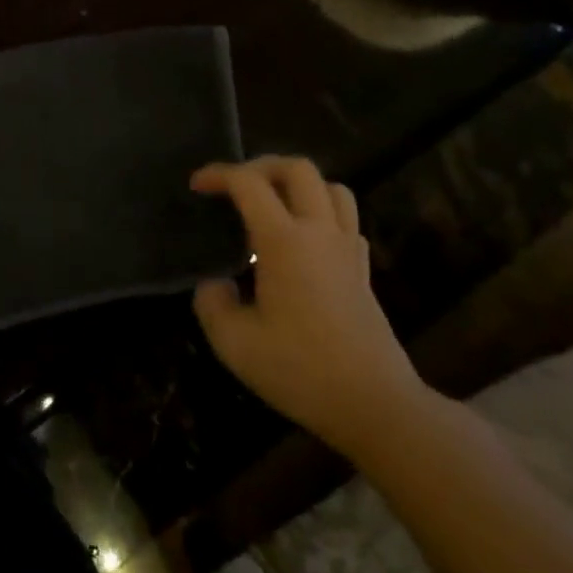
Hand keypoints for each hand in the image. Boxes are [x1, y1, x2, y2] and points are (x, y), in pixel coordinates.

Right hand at [192, 156, 426, 456]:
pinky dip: (322, 213)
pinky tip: (304, 240)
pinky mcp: (364, 270)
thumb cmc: (301, 371)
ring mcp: (348, 249)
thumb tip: (214, 284)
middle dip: (261, 166)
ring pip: (331, 187)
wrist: (376, 406)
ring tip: (272, 205)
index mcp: (284, 241)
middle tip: (236, 186)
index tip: (196, 186)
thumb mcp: (235, 344)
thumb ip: (212, 304)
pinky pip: (346, 220)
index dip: (218, 174)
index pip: (249, 183)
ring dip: (298, 185)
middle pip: (297, 168)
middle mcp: (319, 232)